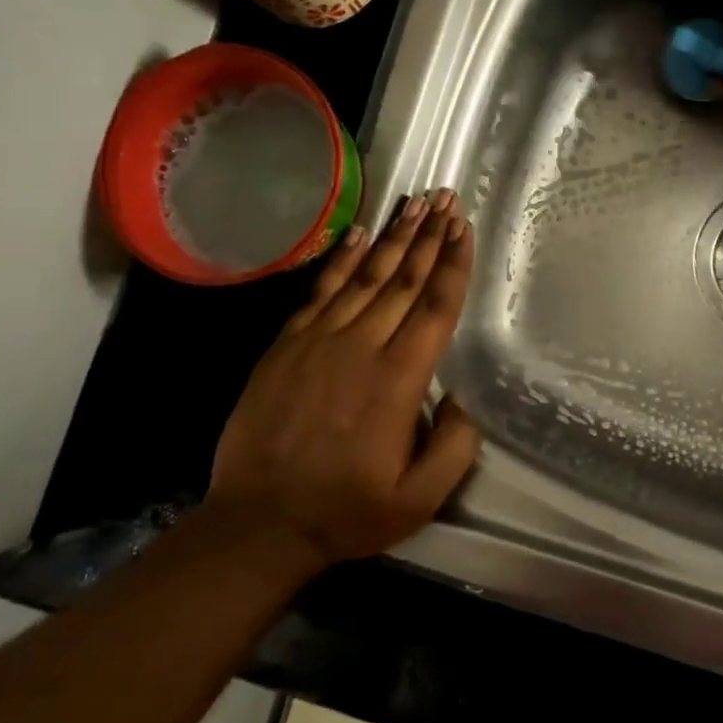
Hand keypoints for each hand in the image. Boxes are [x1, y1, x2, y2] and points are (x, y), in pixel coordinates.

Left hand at [207, 191, 480, 567]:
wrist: (259, 524)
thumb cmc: (347, 511)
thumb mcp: (419, 498)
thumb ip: (455, 447)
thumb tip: (461, 400)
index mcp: (399, 380)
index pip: (435, 307)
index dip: (453, 263)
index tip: (463, 227)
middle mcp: (361, 347)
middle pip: (404, 280)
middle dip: (429, 235)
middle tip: (446, 198)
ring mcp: (318, 342)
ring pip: (365, 277)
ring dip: (393, 237)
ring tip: (414, 203)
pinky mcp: (286, 346)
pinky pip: (319, 291)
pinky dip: (341, 260)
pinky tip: (358, 234)